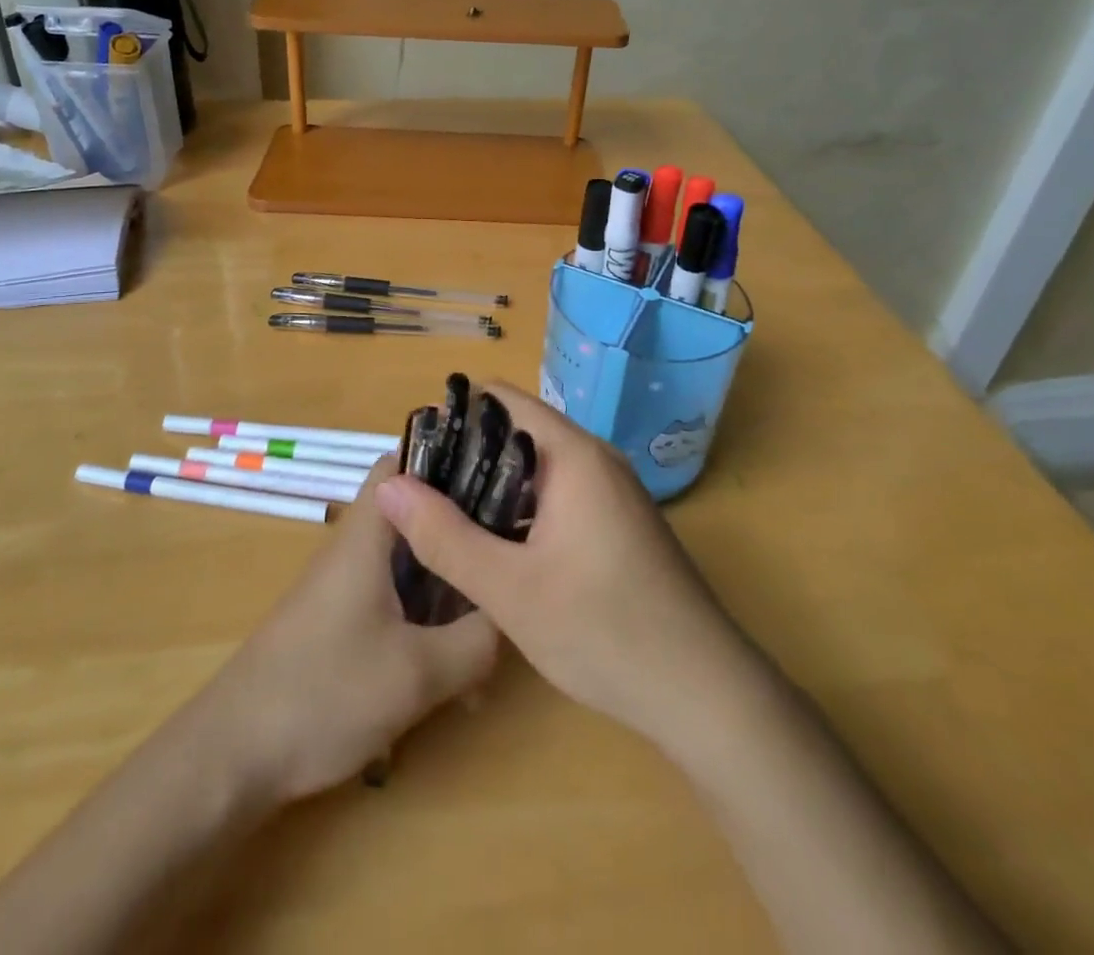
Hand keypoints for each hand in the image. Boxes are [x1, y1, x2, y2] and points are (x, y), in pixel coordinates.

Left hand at [192, 460, 498, 805]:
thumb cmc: (323, 694)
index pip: (405, 461)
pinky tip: (458, 668)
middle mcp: (357, 549)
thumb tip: (511, 613)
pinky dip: (430, 618)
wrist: (230, 758)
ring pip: (411, 563)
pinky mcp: (342, 622)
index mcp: (368, 535)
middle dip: (464, 528)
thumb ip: (476, 640)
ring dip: (451, 585)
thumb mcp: (417, 673)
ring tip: (497, 619)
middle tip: (513, 550)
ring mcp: (347, 587)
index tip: (502, 471)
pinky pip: (398, 600)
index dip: (451, 455)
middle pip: (417, 513)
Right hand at [374, 383, 755, 751]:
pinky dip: (521, 509)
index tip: (415, 447)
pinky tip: (493, 545)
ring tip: (442, 516)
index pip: (504, 401)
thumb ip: (444, 536)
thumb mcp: (509, 589)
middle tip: (419, 490)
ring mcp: (611, 493)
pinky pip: (558, 496)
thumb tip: (389, 485)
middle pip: (519, 432)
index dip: (455, 415)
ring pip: (538, 469)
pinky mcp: (617, 525)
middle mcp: (596, 460)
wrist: (704, 693)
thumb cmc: (604, 631)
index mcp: (575, 455)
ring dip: (492, 487)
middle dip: (467, 455)